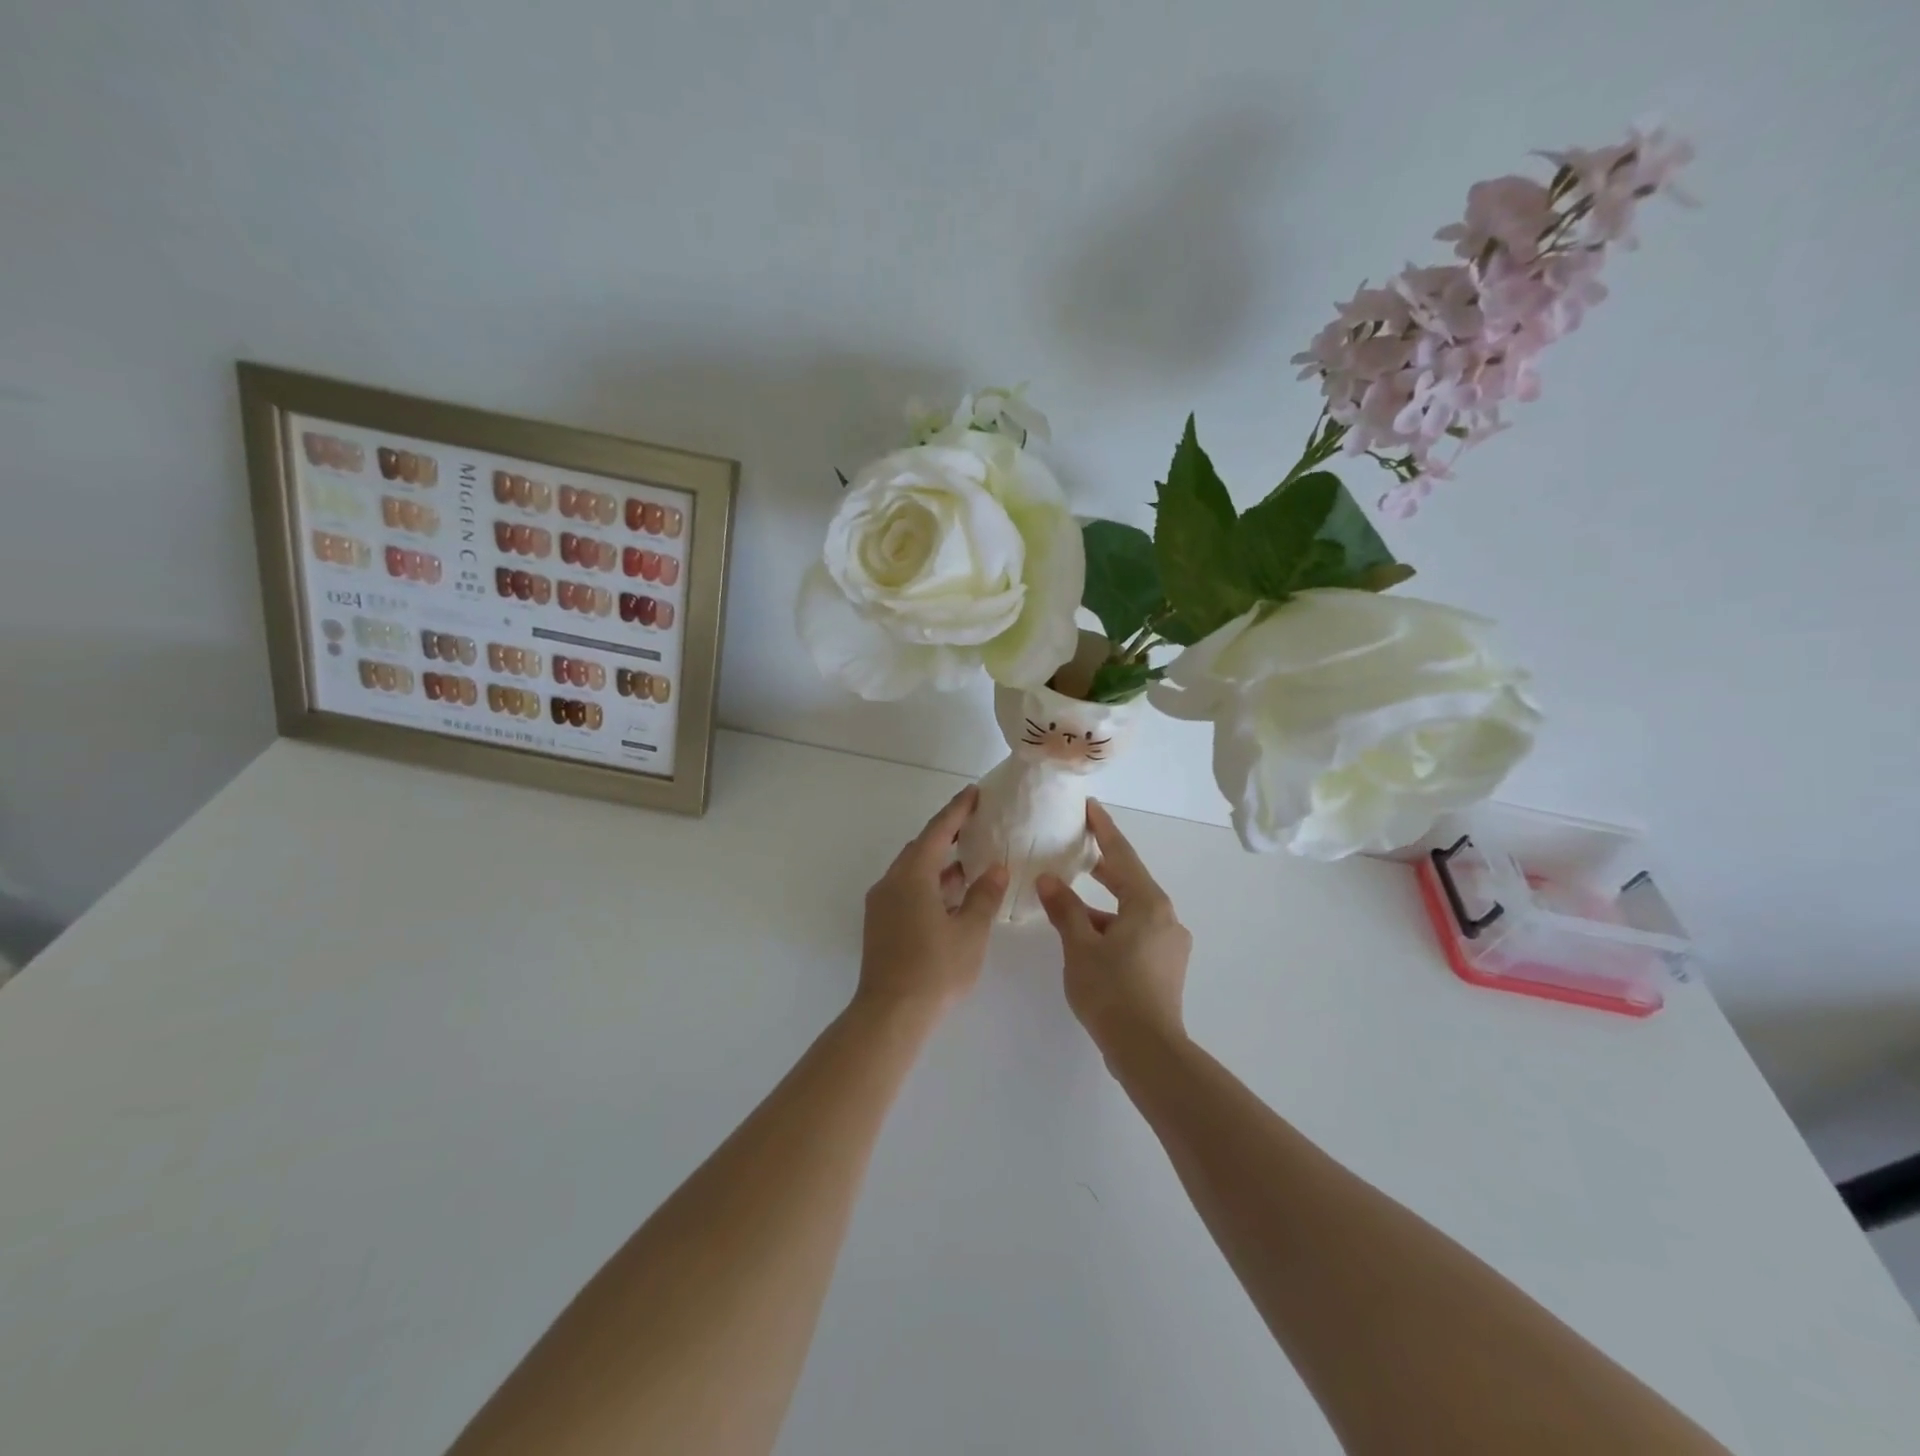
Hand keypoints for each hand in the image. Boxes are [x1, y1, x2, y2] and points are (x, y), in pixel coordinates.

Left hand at [857, 785, 1008, 1019]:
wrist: (890, 1014)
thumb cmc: (935, 969)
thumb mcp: (970, 932)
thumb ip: (984, 896)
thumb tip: (995, 868)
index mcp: (912, 876)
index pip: (937, 831)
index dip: (957, 810)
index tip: (973, 793)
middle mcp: (891, 882)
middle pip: (920, 848)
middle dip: (947, 834)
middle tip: (974, 824)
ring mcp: (882, 904)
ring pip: (913, 871)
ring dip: (939, 863)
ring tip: (969, 860)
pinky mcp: (880, 924)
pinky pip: (907, 890)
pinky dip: (929, 884)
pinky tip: (951, 896)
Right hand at [1035, 800, 1190, 1053]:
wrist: (1148, 1050)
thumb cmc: (1111, 990)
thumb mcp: (1079, 946)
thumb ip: (1064, 909)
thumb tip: (1048, 880)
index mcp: (1148, 904)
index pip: (1121, 855)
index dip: (1103, 830)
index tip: (1090, 807)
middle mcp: (1166, 917)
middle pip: (1130, 881)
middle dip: (1103, 865)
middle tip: (1076, 848)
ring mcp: (1170, 944)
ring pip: (1132, 910)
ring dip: (1103, 903)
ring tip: (1070, 900)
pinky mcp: (1166, 966)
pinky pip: (1136, 931)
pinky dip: (1112, 926)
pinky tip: (1088, 938)